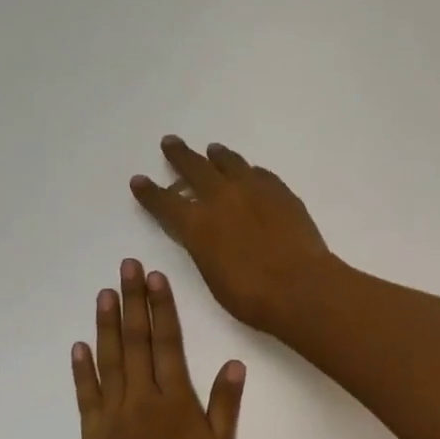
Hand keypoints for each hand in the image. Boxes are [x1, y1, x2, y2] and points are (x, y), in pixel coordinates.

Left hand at [72, 259, 243, 438]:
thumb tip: (234, 363)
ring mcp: (113, 412)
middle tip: (126, 267)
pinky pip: (87, 393)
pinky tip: (80, 345)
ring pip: (110, 359)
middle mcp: (142, 396)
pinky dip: (82, 368)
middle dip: (132, 301)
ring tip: (104, 293)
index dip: (162, 308)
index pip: (168, 343)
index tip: (155, 278)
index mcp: (174, 399)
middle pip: (137, 341)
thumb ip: (224, 405)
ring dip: (107, 324)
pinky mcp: (92, 431)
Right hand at [130, 137, 338, 333]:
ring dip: (217, 156)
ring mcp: (254, 190)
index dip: (150, 191)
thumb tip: (205, 231)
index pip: (164, 202)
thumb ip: (204, 246)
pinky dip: (249, 171)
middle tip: (171, 142)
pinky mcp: (281, 192)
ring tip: (213, 150)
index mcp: (197, 224)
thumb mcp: (212, 274)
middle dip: (180, 155)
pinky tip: (250, 172)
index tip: (139, 180)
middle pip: (195, 168)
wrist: (300, 285)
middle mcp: (221, 198)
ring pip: (230, 163)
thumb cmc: (251, 295)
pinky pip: (260, 174)